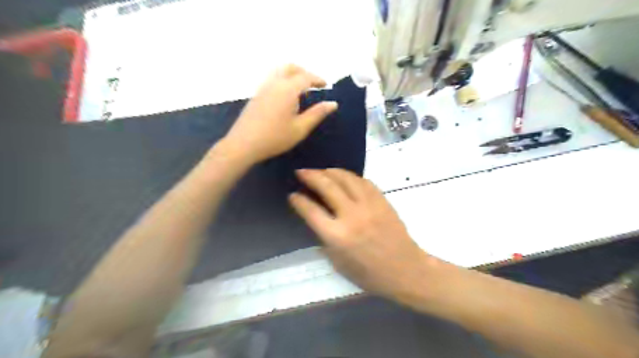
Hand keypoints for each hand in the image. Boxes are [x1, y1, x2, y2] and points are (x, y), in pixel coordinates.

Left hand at [222, 64, 336, 164]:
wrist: (244, 144)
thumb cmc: (275, 137)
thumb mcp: (300, 128)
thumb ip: (317, 114)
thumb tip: (333, 103)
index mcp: (287, 89)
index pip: (305, 77)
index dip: (317, 79)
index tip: (326, 85)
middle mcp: (274, 83)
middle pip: (290, 67)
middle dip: (303, 72)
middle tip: (313, 84)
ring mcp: (262, 88)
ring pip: (279, 71)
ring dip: (292, 75)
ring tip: (300, 91)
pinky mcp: (256, 95)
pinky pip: (271, 79)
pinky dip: (282, 81)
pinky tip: (285, 98)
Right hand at [291, 170, 433, 302]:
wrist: (405, 269)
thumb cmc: (369, 273)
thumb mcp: (338, 262)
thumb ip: (324, 238)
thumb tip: (316, 218)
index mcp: (337, 236)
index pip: (311, 211)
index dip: (299, 200)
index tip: (293, 195)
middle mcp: (351, 216)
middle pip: (327, 187)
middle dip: (310, 176)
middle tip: (301, 172)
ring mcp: (368, 205)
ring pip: (346, 178)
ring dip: (330, 171)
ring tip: (321, 171)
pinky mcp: (381, 201)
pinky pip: (364, 181)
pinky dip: (350, 176)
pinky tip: (344, 177)